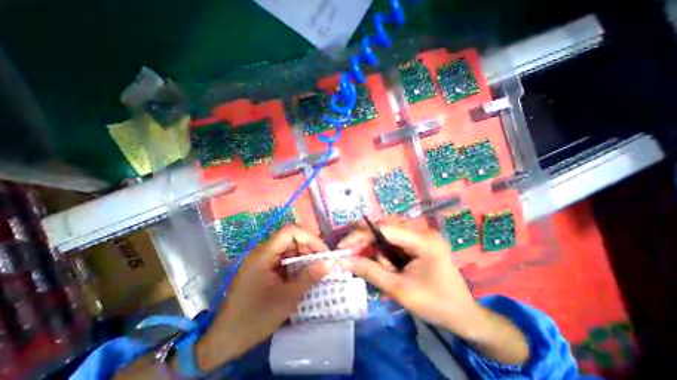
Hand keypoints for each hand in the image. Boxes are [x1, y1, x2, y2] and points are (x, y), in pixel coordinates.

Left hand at [196, 225, 327, 370]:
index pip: (290, 232)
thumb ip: (309, 277)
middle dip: (308, 248)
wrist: (224, 341)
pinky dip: (295, 264)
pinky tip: (303, 275)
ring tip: (315, 269)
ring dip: (303, 256)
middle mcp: (262, 252)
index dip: (309, 238)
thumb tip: (329, 263)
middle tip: (322, 262)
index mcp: (263, 254)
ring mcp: (261, 260)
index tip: (323, 252)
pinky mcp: (263, 269)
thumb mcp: (287, 298)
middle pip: (290, 239)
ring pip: (288, 249)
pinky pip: (283, 260)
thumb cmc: (255, 318)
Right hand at [335, 220, 477, 334]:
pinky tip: (384, 264)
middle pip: (385, 228)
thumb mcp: (399, 290)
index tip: (343, 247)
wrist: (462, 315)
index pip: (385, 228)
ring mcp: (421, 235)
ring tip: (378, 268)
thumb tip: (344, 261)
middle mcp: (422, 231)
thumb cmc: (434, 305)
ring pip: (387, 233)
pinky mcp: (418, 242)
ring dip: (376, 249)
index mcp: (424, 241)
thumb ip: (370, 272)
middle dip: (366, 242)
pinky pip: (394, 240)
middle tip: (350, 255)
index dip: (360, 235)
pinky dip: (384, 251)